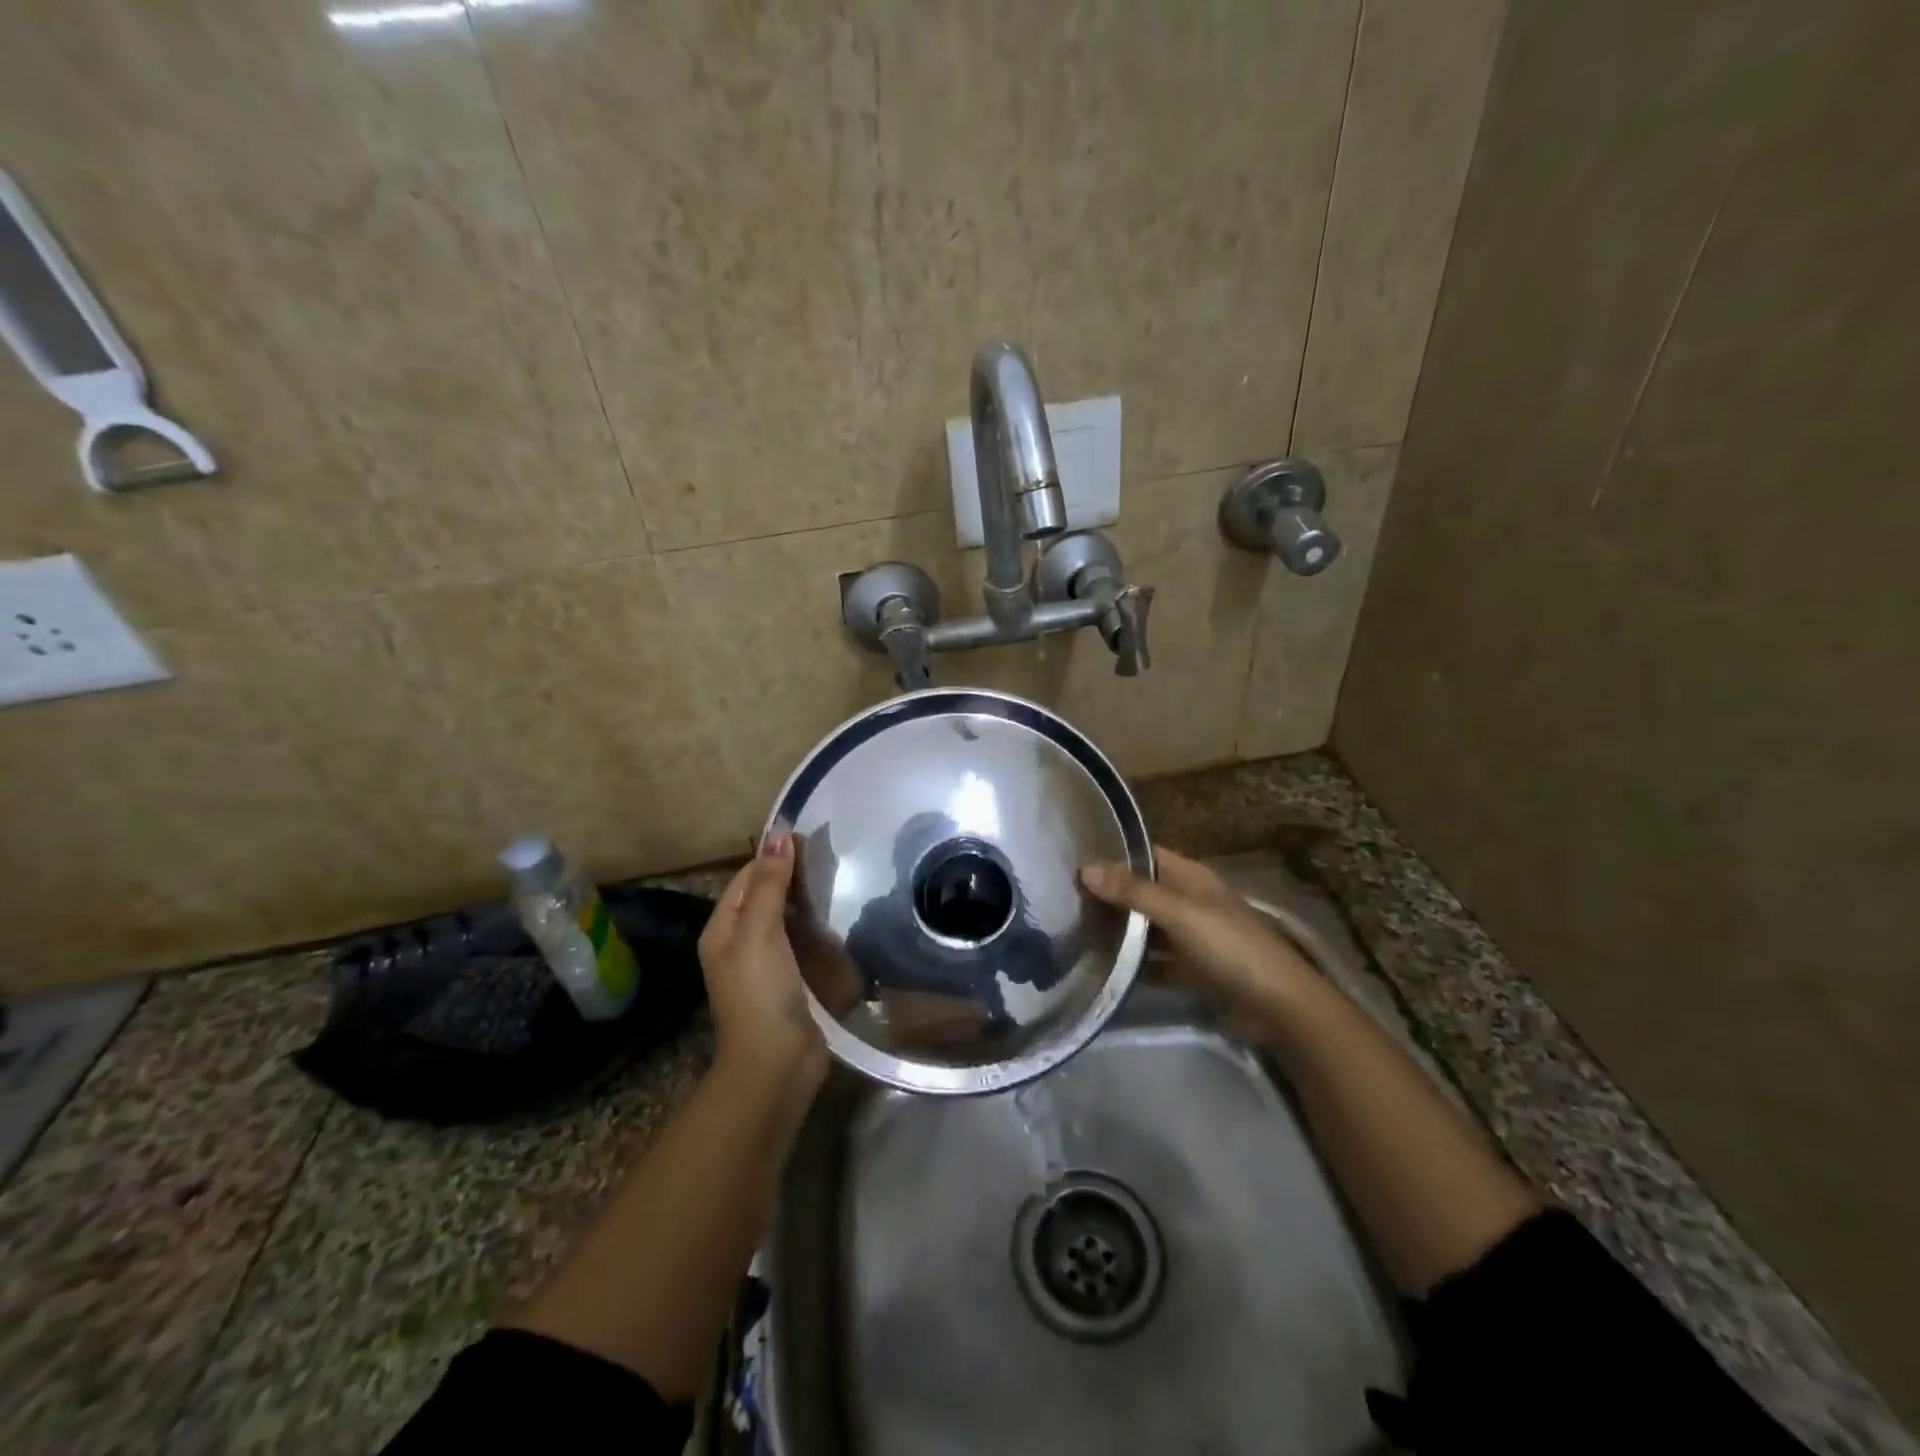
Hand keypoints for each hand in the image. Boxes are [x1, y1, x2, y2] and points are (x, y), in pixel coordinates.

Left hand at [699, 831, 827, 1089]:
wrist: (776, 1063)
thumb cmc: (761, 991)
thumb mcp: (760, 931)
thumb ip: (770, 884)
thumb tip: (779, 833)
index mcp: (723, 929)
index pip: (747, 877)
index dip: (775, 856)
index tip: (810, 837)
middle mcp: (739, 942)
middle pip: (765, 896)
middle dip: (792, 876)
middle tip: (831, 856)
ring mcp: (765, 963)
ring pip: (785, 918)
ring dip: (806, 901)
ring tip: (840, 879)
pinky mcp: (790, 980)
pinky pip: (801, 942)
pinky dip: (816, 926)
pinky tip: (838, 918)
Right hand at [1080, 847, 1316, 1029]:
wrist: (1277, 1006)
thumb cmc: (1229, 946)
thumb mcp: (1179, 913)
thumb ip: (1133, 891)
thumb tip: (1085, 868)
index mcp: (1190, 878)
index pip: (1144, 855)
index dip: (1112, 855)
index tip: (1072, 861)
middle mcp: (1188, 901)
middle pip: (1141, 892)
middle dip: (1108, 895)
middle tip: (1063, 900)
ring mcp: (1190, 937)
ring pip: (1145, 928)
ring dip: (1117, 930)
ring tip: (1072, 931)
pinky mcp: (1190, 970)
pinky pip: (1153, 961)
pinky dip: (1132, 963)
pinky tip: (1102, 966)